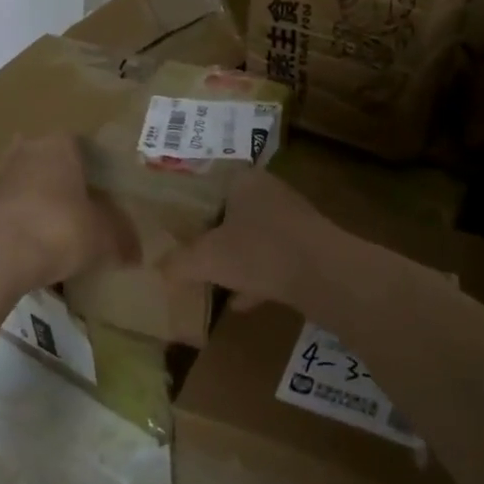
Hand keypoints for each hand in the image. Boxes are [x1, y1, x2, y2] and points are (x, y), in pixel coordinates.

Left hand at [0, 135, 137, 291]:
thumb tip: (136, 255)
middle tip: (81, 206)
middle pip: (48, 161)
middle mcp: (26, 151)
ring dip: (39, 202)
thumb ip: (121, 239)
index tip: (103, 189)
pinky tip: (35, 246)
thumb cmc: (61, 228)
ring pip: (26, 185)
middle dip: (62, 181)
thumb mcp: (103, 236)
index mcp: (59, 145)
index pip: (80, 144)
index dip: (93, 167)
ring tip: (57, 229)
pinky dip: (22, 223)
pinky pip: (11, 210)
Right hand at [162, 168, 335, 314]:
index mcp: (244, 181)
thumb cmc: (259, 251)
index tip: (174, 222)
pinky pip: (274, 259)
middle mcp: (270, 192)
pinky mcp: (309, 247)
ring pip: (254, 236)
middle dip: (213, 232)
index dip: (190, 202)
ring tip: (212, 280)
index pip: (210, 182)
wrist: (326, 275)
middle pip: (232, 210)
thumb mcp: (207, 259)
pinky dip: (257, 277)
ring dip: (236, 257)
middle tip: (190, 249)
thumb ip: (179, 262)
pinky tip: (242, 302)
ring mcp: (293, 220)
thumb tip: (157, 268)